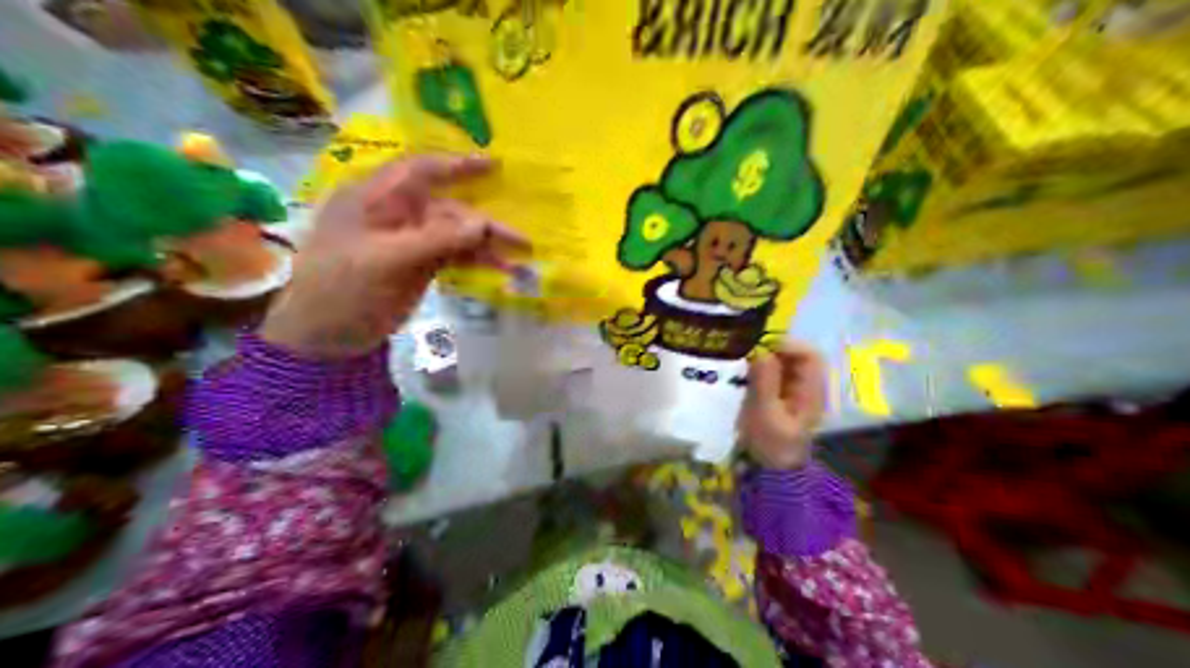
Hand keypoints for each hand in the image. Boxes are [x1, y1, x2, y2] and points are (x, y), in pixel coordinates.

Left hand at [261, 155, 527, 356]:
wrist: (322, 338)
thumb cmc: (341, 291)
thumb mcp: (385, 261)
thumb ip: (435, 239)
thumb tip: (482, 223)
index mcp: (374, 198)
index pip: (420, 170)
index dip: (457, 165)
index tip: (496, 166)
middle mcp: (394, 214)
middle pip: (447, 207)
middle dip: (484, 220)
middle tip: (521, 239)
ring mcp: (407, 241)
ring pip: (455, 234)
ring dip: (485, 246)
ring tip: (518, 261)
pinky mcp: (418, 266)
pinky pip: (453, 256)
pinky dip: (476, 261)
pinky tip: (498, 270)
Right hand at [742, 344, 824, 468]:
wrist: (771, 473)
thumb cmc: (770, 444)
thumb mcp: (764, 414)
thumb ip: (764, 381)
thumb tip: (761, 352)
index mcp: (811, 391)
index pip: (810, 355)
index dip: (788, 345)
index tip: (761, 347)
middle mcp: (808, 388)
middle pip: (797, 356)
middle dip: (773, 351)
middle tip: (748, 356)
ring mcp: (795, 393)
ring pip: (785, 364)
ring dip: (765, 360)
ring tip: (744, 365)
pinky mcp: (782, 397)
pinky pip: (775, 375)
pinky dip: (761, 371)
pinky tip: (745, 376)